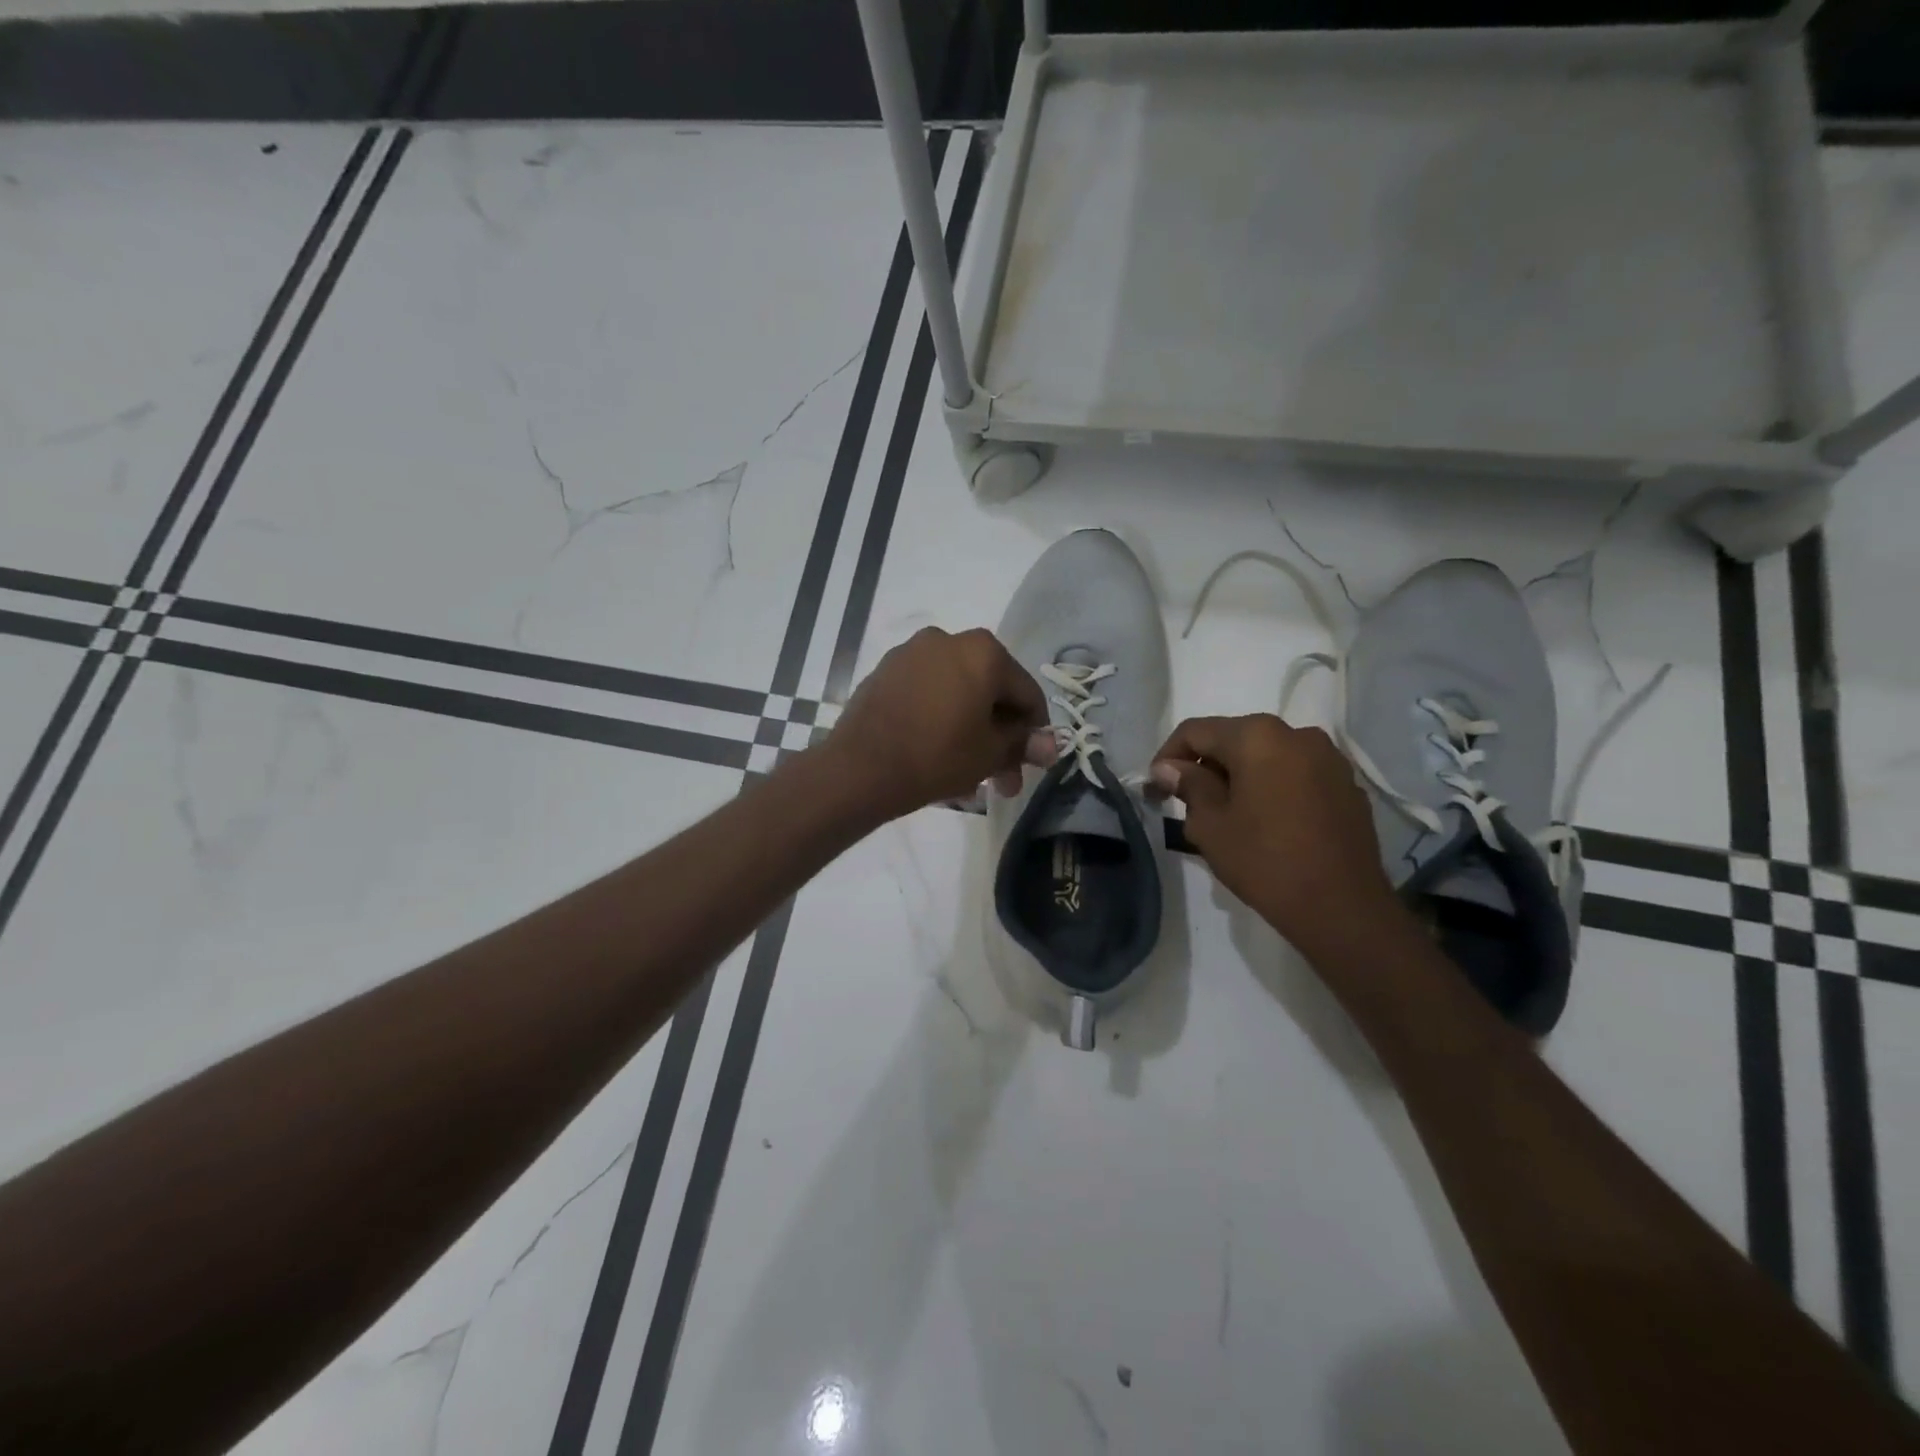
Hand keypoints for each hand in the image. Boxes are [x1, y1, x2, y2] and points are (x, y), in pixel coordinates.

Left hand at [826, 627, 1052, 819]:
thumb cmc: (937, 755)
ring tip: (970, 776)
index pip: (1026, 692)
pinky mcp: (885, 672)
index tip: (1032, 763)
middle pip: (990, 691)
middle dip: (999, 737)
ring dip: (970, 731)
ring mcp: (911, 653)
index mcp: (983, 651)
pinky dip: (940, 719)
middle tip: (1002, 778)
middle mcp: (948, 639)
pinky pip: (927, 694)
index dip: (1035, 731)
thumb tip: (1051, 746)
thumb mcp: (990, 753)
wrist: (860, 768)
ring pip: (957, 694)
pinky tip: (939, 755)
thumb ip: (1023, 743)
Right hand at [1150, 714, 1399, 953]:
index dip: (1168, 756)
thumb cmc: (1265, 861)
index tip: (1155, 787)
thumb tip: (1169, 768)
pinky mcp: (1347, 785)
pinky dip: (1272, 786)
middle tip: (1186, 801)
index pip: (1196, 731)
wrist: (1343, 908)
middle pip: (1234, 738)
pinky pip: (1296, 773)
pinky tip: (1266, 821)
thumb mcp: (1210, 825)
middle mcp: (1297, 734)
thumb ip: (1188, 785)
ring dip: (1241, 775)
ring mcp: (1329, 758)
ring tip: (1227, 812)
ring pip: (1267, 755)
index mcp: (1257, 736)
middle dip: (1206, 765)